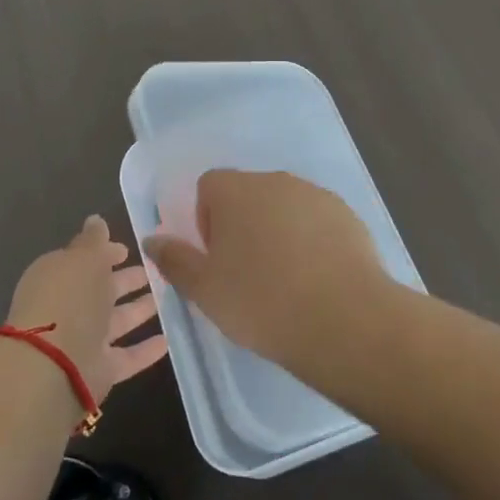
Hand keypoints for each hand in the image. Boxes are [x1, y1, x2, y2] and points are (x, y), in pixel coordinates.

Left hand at [7, 215, 167, 405]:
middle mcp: (68, 308)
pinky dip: (145, 350)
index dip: (105, 253)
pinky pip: (126, 357)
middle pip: (101, 291)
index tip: (128, 249)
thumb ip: (93, 240)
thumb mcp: (83, 257)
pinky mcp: (99, 371)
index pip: (84, 260)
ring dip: (138, 310)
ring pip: (115, 322)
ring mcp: (83, 341)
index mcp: (58, 277)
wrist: (52, 367)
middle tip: (153, 270)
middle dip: (124, 280)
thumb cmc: (68, 298)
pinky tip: (167, 340)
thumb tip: (96, 220)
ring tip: (166, 298)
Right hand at [142, 170, 392, 367]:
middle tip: (248, 274)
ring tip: (286, 281)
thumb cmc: (261, 302)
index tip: (218, 259)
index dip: (207, 220)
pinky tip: (318, 280)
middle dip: (243, 226)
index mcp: (234, 190)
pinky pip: (317, 221)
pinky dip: (312, 241)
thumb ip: (175, 260)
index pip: (209, 186)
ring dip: (279, 232)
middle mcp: (274, 180)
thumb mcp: (205, 290)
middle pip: (248, 194)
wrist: (344, 319)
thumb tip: (153, 239)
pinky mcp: (347, 214)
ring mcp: (314, 194)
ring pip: (284, 207)